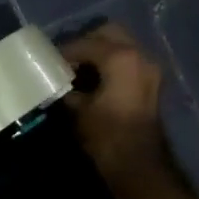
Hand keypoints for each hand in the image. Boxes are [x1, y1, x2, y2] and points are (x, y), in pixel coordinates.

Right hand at [62, 23, 170, 185]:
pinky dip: (111, 63)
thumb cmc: (106, 135)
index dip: (64, 52)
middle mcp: (139, 55)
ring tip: (77, 71)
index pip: (85, 43)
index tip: (47, 61)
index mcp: (121, 57)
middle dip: (86, 43)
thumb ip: (66, 88)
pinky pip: (128, 60)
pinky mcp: (151, 82)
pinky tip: (93, 79)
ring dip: (99, 52)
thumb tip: (56, 82)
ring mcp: (149, 68)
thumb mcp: (77, 110)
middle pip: (109, 33)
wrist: (138, 164)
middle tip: (66, 61)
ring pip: (121, 45)